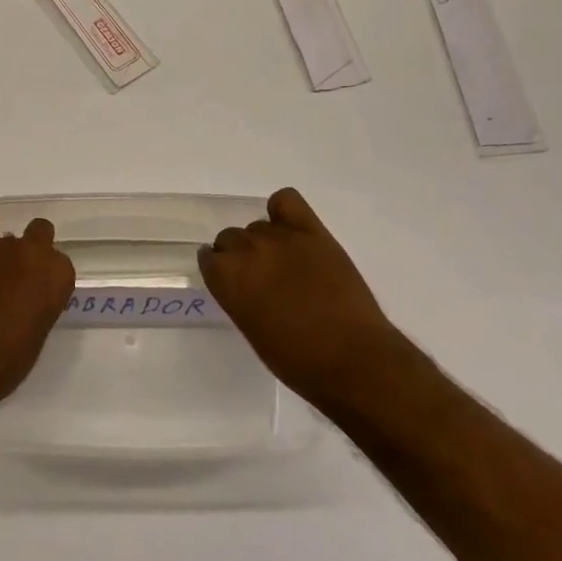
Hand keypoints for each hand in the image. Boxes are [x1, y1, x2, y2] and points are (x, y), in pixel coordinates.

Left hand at [0, 219, 74, 416]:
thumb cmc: (4, 361)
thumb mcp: (35, 336)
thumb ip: (38, 306)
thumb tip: (26, 300)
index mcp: (56, 276)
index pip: (60, 265)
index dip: (47, 279)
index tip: (37, 294)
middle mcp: (32, 252)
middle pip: (40, 233)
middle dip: (32, 249)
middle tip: (17, 276)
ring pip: (5, 241)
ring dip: (0, 257)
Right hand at [199, 188, 397, 412]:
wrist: (353, 359)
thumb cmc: (298, 360)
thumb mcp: (252, 331)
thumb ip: (239, 298)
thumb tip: (245, 284)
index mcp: (227, 279)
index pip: (208, 257)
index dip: (220, 269)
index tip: (233, 281)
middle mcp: (246, 251)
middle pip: (230, 237)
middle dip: (240, 255)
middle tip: (262, 276)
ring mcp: (280, 237)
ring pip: (258, 226)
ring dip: (265, 242)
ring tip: (286, 263)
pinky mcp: (311, 231)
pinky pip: (286, 200)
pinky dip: (283, 211)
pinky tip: (292, 230)